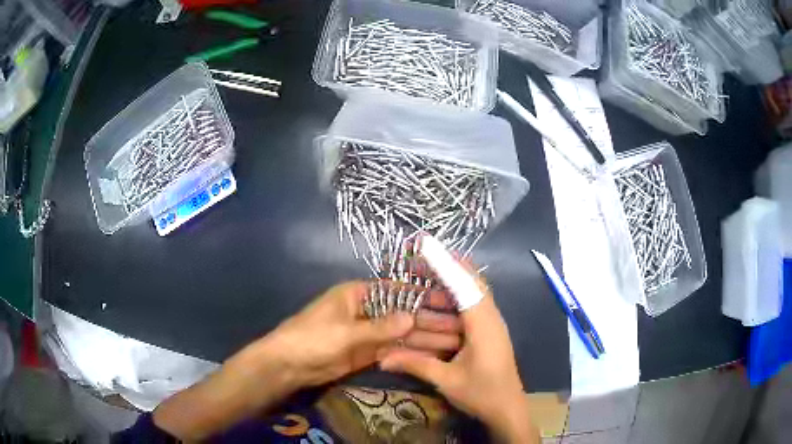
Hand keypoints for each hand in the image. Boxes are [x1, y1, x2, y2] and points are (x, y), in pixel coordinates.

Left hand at [154, 280, 461, 440]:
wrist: (288, 365)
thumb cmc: (311, 338)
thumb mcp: (345, 331)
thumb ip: (380, 327)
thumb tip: (413, 317)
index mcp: (359, 293)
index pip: (398, 290)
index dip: (423, 295)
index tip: (449, 300)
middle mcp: (367, 309)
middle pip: (404, 313)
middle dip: (430, 320)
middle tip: (459, 326)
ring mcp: (368, 332)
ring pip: (402, 333)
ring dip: (424, 337)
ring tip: (453, 342)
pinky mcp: (367, 352)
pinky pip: (393, 349)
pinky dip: (411, 351)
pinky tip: (432, 354)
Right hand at [379, 272, 538, 442]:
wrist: (508, 410)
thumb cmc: (482, 394)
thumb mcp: (447, 380)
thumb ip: (415, 364)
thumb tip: (380, 358)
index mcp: (484, 324)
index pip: (464, 284)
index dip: (444, 263)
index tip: (425, 246)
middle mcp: (490, 317)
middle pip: (469, 283)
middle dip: (443, 270)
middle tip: (414, 263)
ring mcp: (490, 325)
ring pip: (468, 297)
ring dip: (445, 290)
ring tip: (417, 283)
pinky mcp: (487, 334)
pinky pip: (468, 311)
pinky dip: (451, 305)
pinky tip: (433, 308)